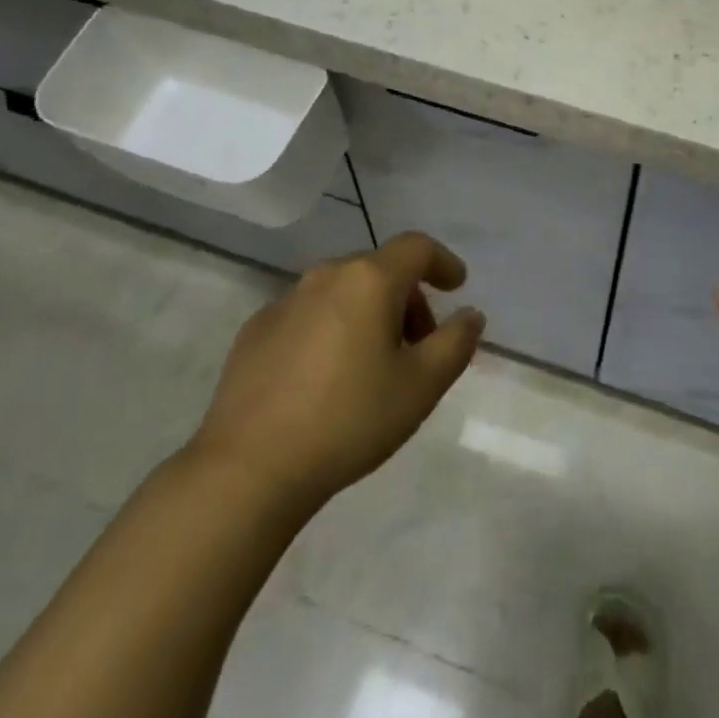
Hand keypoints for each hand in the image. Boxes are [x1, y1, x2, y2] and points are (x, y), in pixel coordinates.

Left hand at [189, 232, 485, 512]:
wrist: (248, 469)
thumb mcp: (421, 386)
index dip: (443, 262)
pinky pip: (309, 315)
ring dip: (369, 314)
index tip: (457, 286)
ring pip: (343, 291)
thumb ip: (456, 343)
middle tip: (419, 345)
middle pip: (380, 269)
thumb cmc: (349, 419)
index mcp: (369, 280)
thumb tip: (470, 315)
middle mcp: (326, 276)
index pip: (417, 247)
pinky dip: (331, 330)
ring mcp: (285, 301)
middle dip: (408, 298)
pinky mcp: (255, 331)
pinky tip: (326, 378)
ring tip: (374, 365)